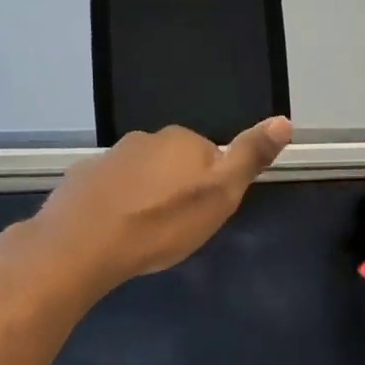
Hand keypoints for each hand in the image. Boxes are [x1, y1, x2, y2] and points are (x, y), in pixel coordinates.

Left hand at [27, 118, 291, 296]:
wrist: (83, 244)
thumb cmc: (162, 223)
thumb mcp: (220, 196)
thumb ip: (250, 157)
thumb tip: (284, 120)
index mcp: (184, 140)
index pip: (210, 157)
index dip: (211, 188)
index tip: (203, 216)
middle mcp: (147, 138)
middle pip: (174, 164)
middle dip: (177, 189)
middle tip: (175, 228)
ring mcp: (109, 157)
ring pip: (140, 176)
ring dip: (145, 197)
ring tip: (143, 234)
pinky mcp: (81, 178)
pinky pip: (110, 189)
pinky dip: (115, 205)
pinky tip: (113, 233)